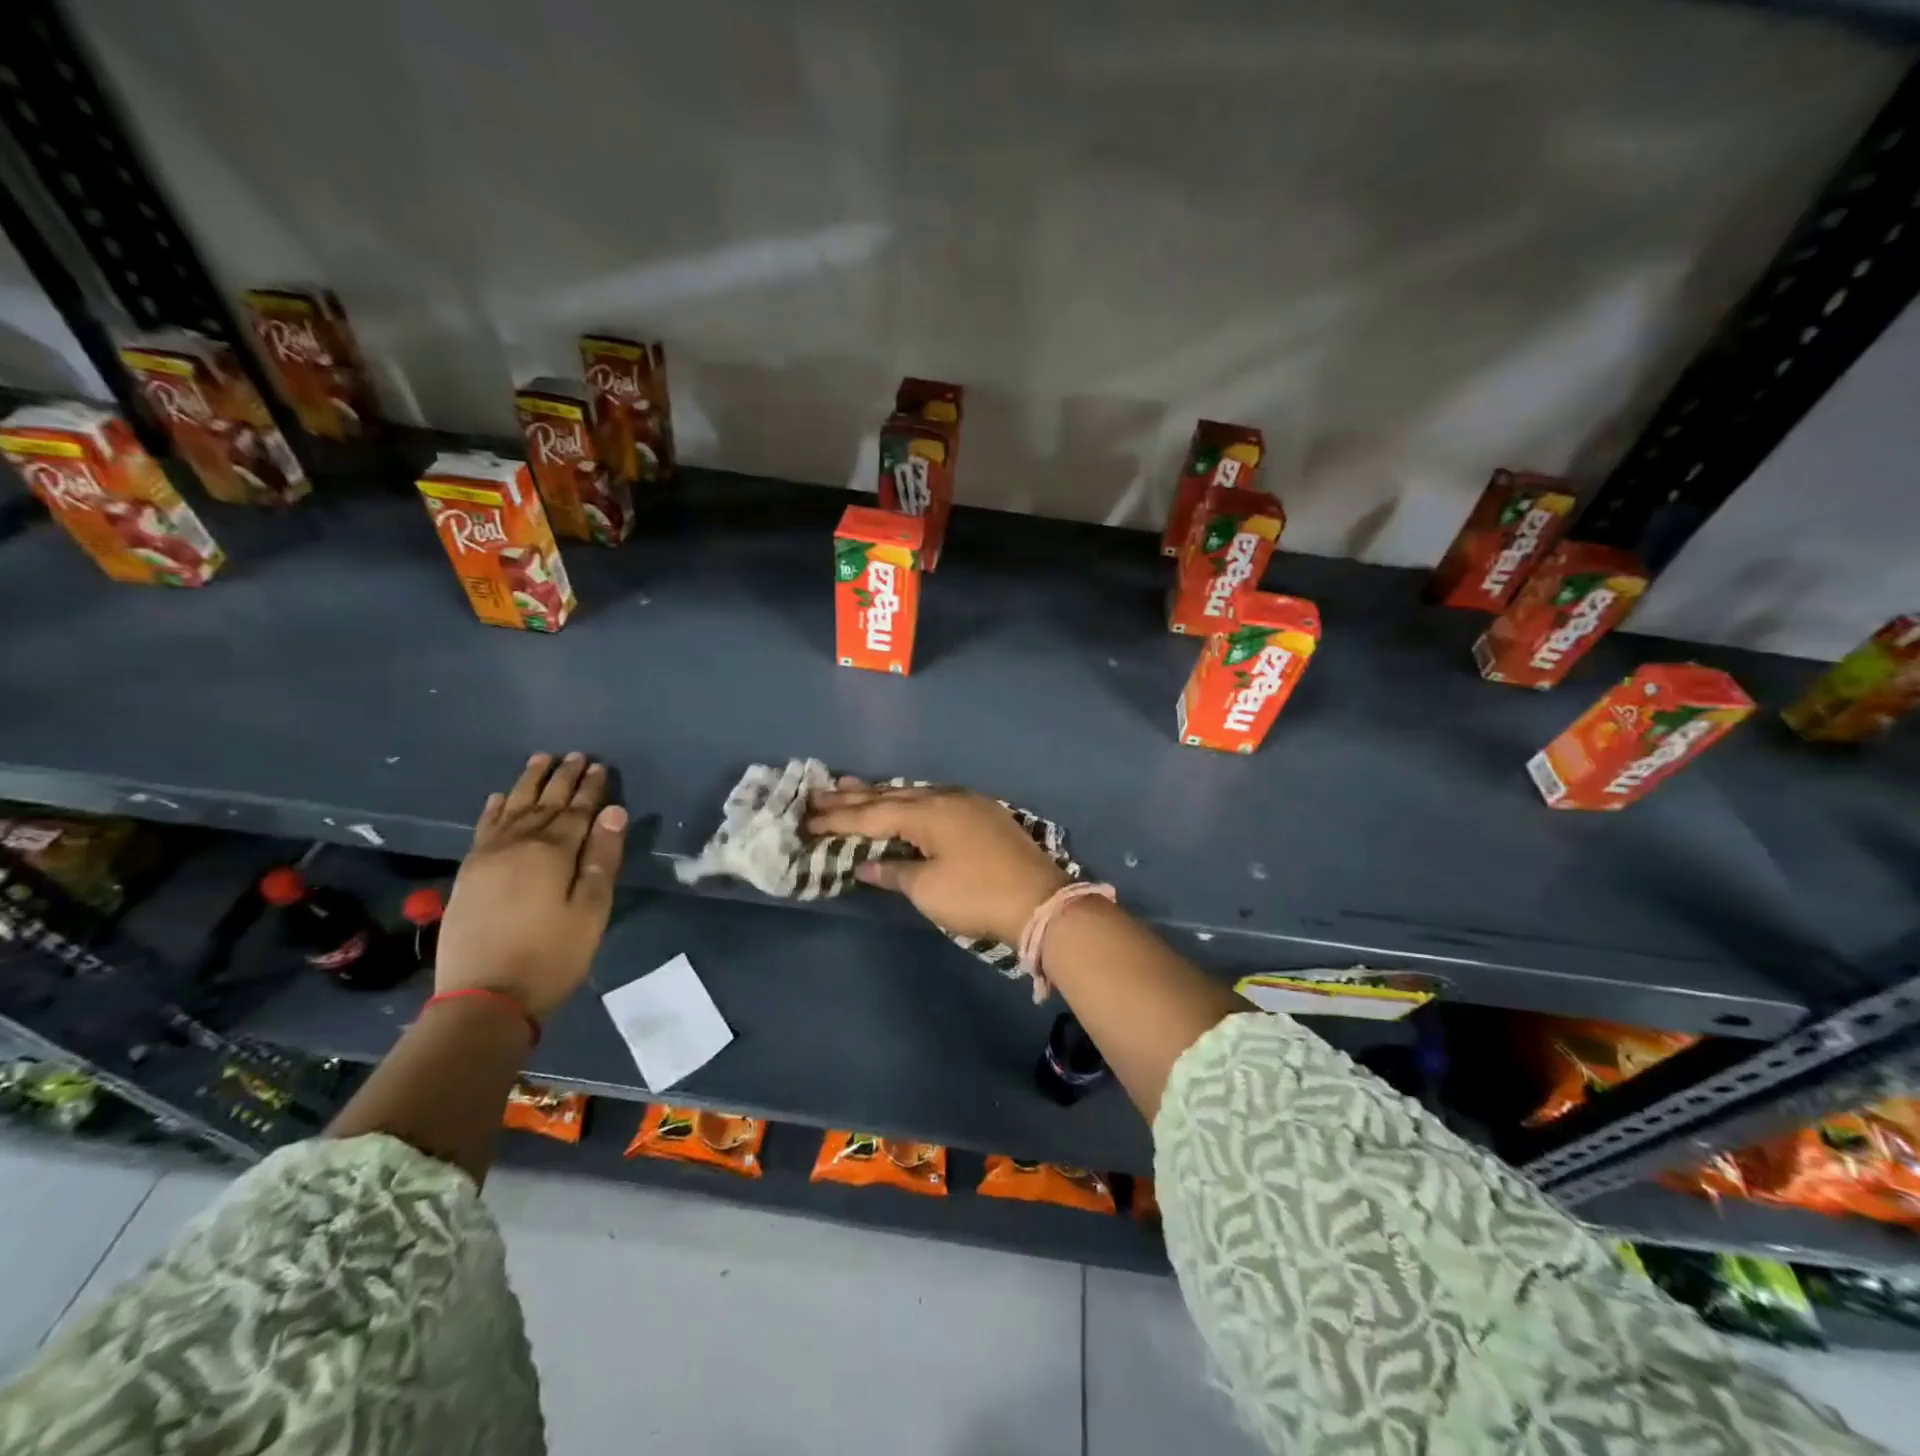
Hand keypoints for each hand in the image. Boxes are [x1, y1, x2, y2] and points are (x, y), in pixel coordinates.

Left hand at [436, 752, 628, 1018]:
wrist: (484, 999)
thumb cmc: (552, 955)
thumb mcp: (591, 910)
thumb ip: (602, 858)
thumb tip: (613, 812)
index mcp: (552, 852)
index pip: (578, 810)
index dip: (591, 788)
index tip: (601, 766)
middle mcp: (517, 844)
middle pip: (544, 803)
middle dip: (563, 778)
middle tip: (577, 754)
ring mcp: (487, 858)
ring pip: (511, 808)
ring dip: (528, 783)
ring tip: (541, 760)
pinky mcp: (468, 874)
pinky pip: (482, 829)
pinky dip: (492, 809)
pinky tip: (497, 796)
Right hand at [805, 782, 1069, 944]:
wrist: (1039, 900)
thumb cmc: (977, 895)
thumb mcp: (928, 888)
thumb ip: (894, 871)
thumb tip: (866, 864)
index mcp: (927, 812)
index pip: (872, 814)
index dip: (838, 818)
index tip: (807, 818)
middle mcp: (945, 798)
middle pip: (890, 795)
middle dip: (853, 797)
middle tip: (818, 792)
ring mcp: (967, 802)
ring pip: (914, 792)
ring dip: (881, 793)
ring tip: (850, 787)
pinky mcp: (983, 813)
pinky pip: (934, 798)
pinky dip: (909, 800)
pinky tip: (903, 799)